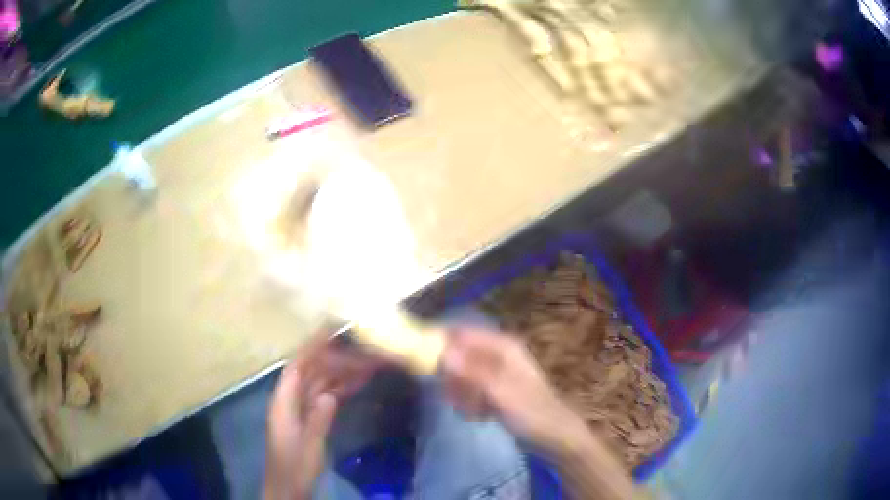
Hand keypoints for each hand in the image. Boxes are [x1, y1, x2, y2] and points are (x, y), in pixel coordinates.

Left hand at [265, 341, 381, 499]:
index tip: (331, 330)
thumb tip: (330, 395)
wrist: (288, 487)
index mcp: (284, 403)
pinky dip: (342, 388)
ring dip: (344, 373)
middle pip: (314, 372)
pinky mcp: (312, 418)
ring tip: (370, 363)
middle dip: (337, 360)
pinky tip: (360, 382)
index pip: (297, 367)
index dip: (312, 347)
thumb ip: (318, 420)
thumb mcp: (308, 446)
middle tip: (365, 351)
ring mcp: (302, 408)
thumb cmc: (294, 468)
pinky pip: (328, 396)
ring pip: (323, 383)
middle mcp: (291, 400)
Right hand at [441, 329, 588, 456]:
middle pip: (458, 356)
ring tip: (474, 410)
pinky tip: (479, 416)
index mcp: (501, 347)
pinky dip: (469, 403)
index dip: (440, 342)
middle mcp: (497, 355)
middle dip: (453, 378)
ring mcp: (495, 374)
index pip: (461, 334)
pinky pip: (469, 392)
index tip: (421, 360)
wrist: (553, 435)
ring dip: (461, 394)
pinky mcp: (493, 391)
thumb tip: (442, 353)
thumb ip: (470, 372)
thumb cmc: (530, 411)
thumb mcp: (499, 392)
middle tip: (457, 397)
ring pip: (461, 377)